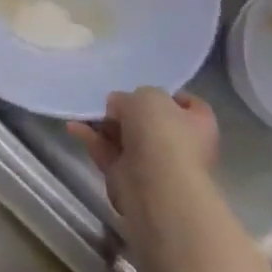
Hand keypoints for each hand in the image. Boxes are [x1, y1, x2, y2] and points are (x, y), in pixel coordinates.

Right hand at [67, 89, 218, 247]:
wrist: (155, 184)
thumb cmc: (162, 132)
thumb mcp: (147, 95)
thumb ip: (130, 96)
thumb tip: (118, 106)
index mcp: (198, 124)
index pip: (188, 104)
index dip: (167, 95)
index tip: (142, 88)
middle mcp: (180, 145)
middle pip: (150, 122)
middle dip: (126, 111)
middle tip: (107, 101)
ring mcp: (155, 164)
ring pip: (125, 138)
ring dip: (103, 125)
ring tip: (83, 111)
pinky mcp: (129, 179)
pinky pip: (108, 154)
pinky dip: (92, 141)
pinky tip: (74, 127)